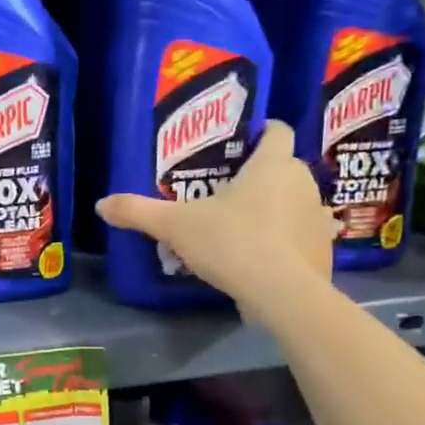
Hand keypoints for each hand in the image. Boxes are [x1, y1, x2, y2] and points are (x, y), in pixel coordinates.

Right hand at [96, 120, 336, 321]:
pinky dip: (288, 240)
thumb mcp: (175, 226)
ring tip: (246, 223)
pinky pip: (304, 235)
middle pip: (284, 167)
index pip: (277, 131)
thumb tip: (101, 204)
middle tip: (228, 189)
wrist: (283, 294)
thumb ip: (139, 212)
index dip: (261, 131)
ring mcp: (316, 217)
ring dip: (278, 207)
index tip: (242, 141)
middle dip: (262, 174)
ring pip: (297, 201)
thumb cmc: (232, 243)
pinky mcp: (323, 250)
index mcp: (271, 165)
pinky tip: (266, 255)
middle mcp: (302, 183)